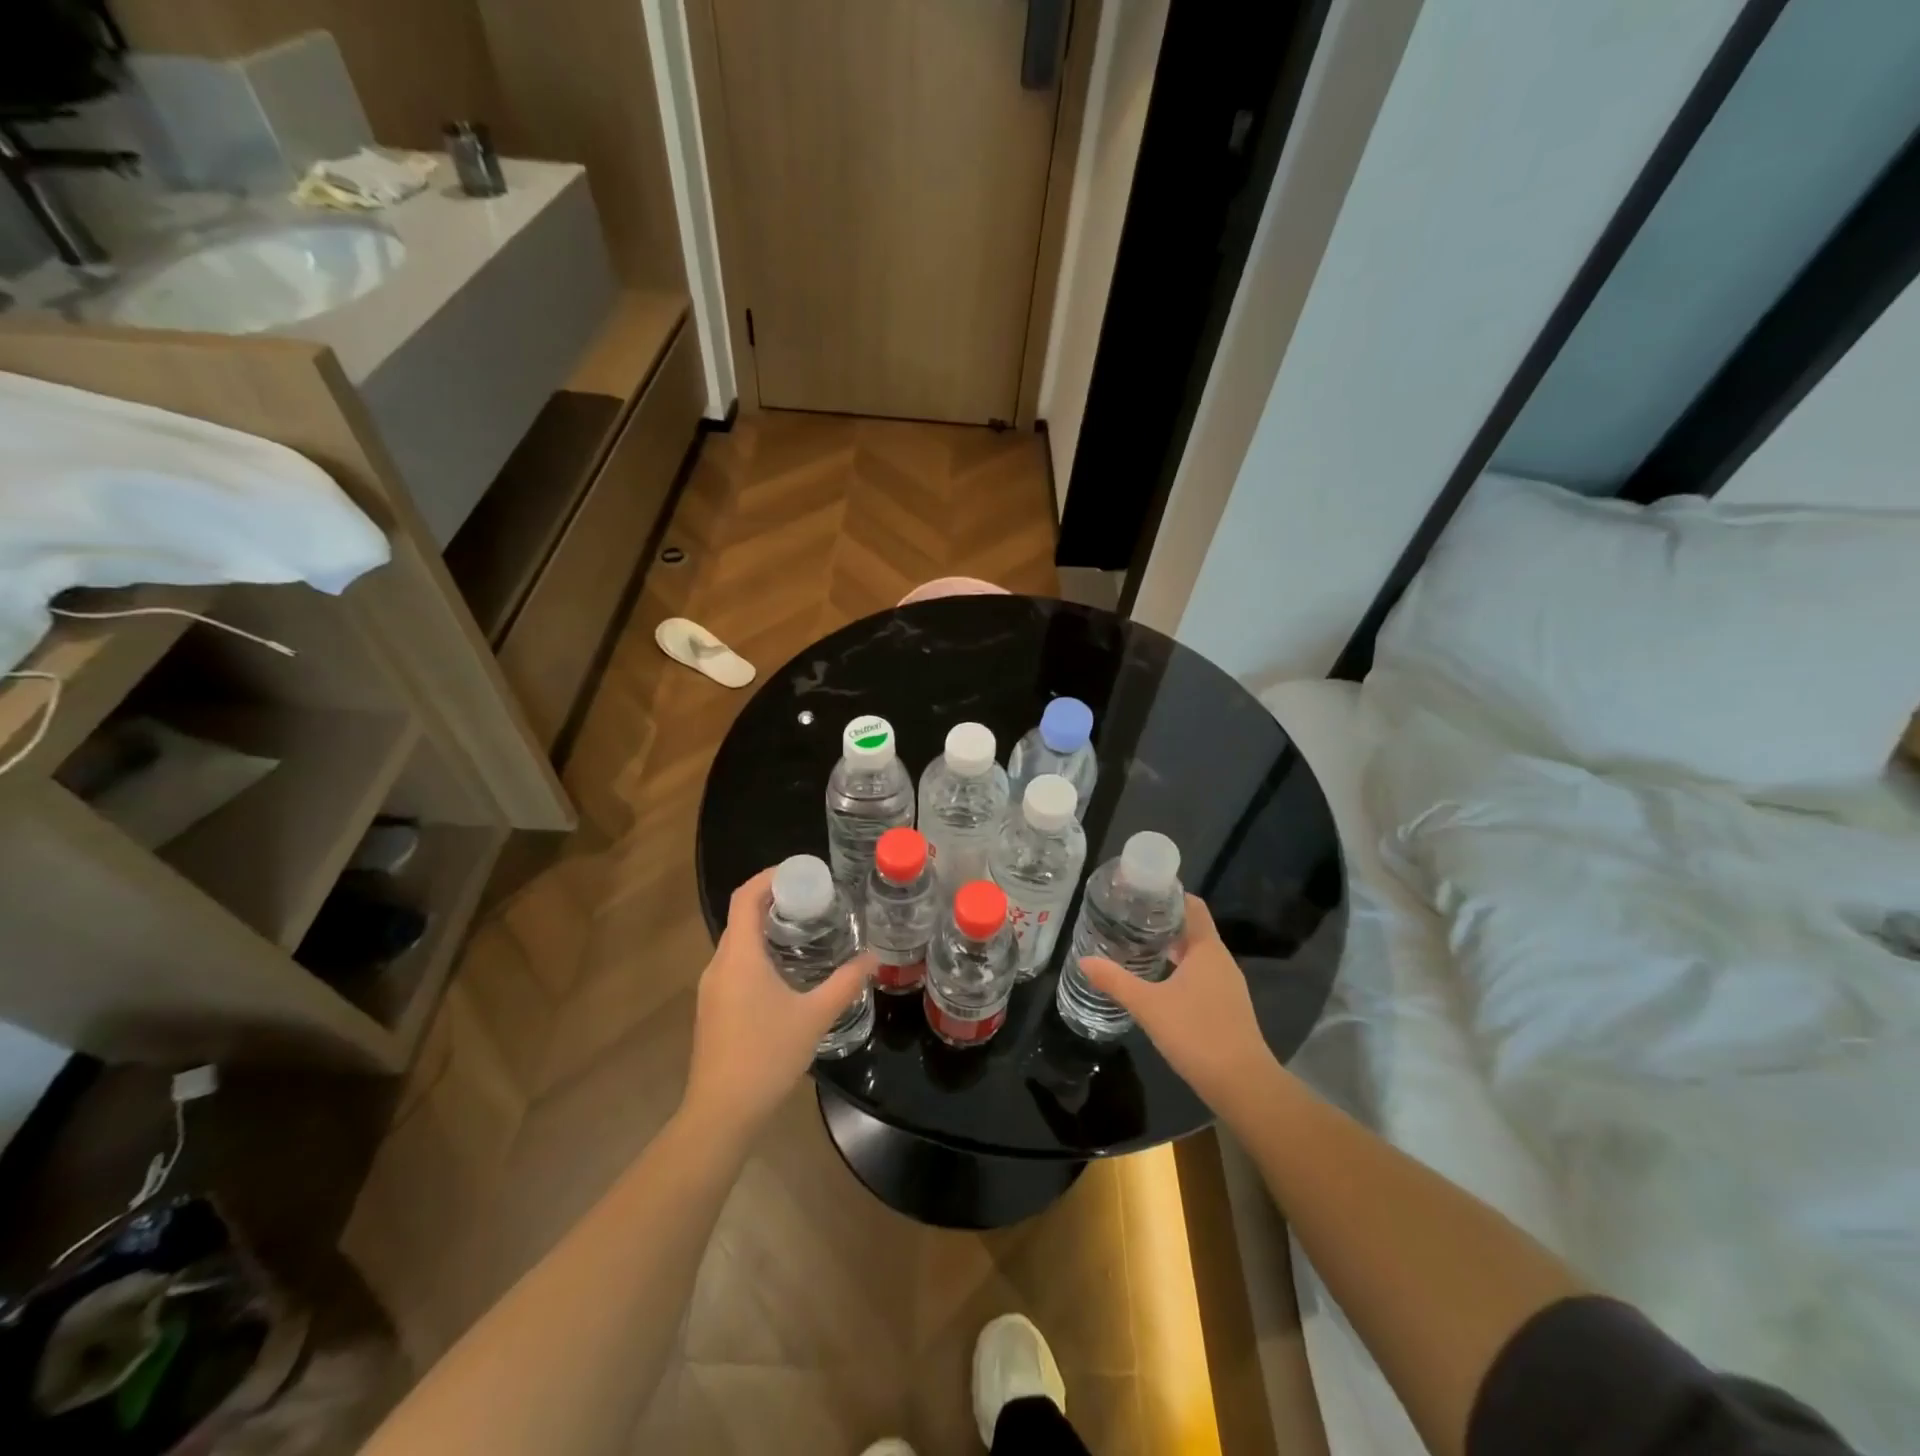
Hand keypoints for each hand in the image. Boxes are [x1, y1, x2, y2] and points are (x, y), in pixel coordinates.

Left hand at [682, 867, 872, 1144]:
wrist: (721, 1113)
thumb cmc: (767, 1056)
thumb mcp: (815, 1016)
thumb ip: (845, 983)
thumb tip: (874, 957)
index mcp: (740, 957)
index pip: (746, 897)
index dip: (770, 877)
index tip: (802, 872)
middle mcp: (719, 965)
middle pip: (742, 917)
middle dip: (775, 901)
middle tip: (814, 900)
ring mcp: (711, 988)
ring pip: (738, 943)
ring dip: (767, 928)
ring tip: (805, 930)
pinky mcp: (713, 1008)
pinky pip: (735, 965)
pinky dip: (759, 953)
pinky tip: (786, 971)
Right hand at [1080, 895, 1278, 1121]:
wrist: (1241, 1084)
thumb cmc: (1195, 1032)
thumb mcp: (1148, 1005)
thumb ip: (1115, 981)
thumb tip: (1084, 961)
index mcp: (1207, 949)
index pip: (1192, 906)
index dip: (1170, 895)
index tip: (1141, 892)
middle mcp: (1221, 960)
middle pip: (1193, 929)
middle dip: (1163, 922)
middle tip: (1129, 919)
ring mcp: (1227, 985)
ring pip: (1197, 954)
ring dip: (1171, 948)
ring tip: (1138, 946)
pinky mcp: (1227, 1006)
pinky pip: (1201, 975)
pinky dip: (1180, 969)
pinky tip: (1158, 982)